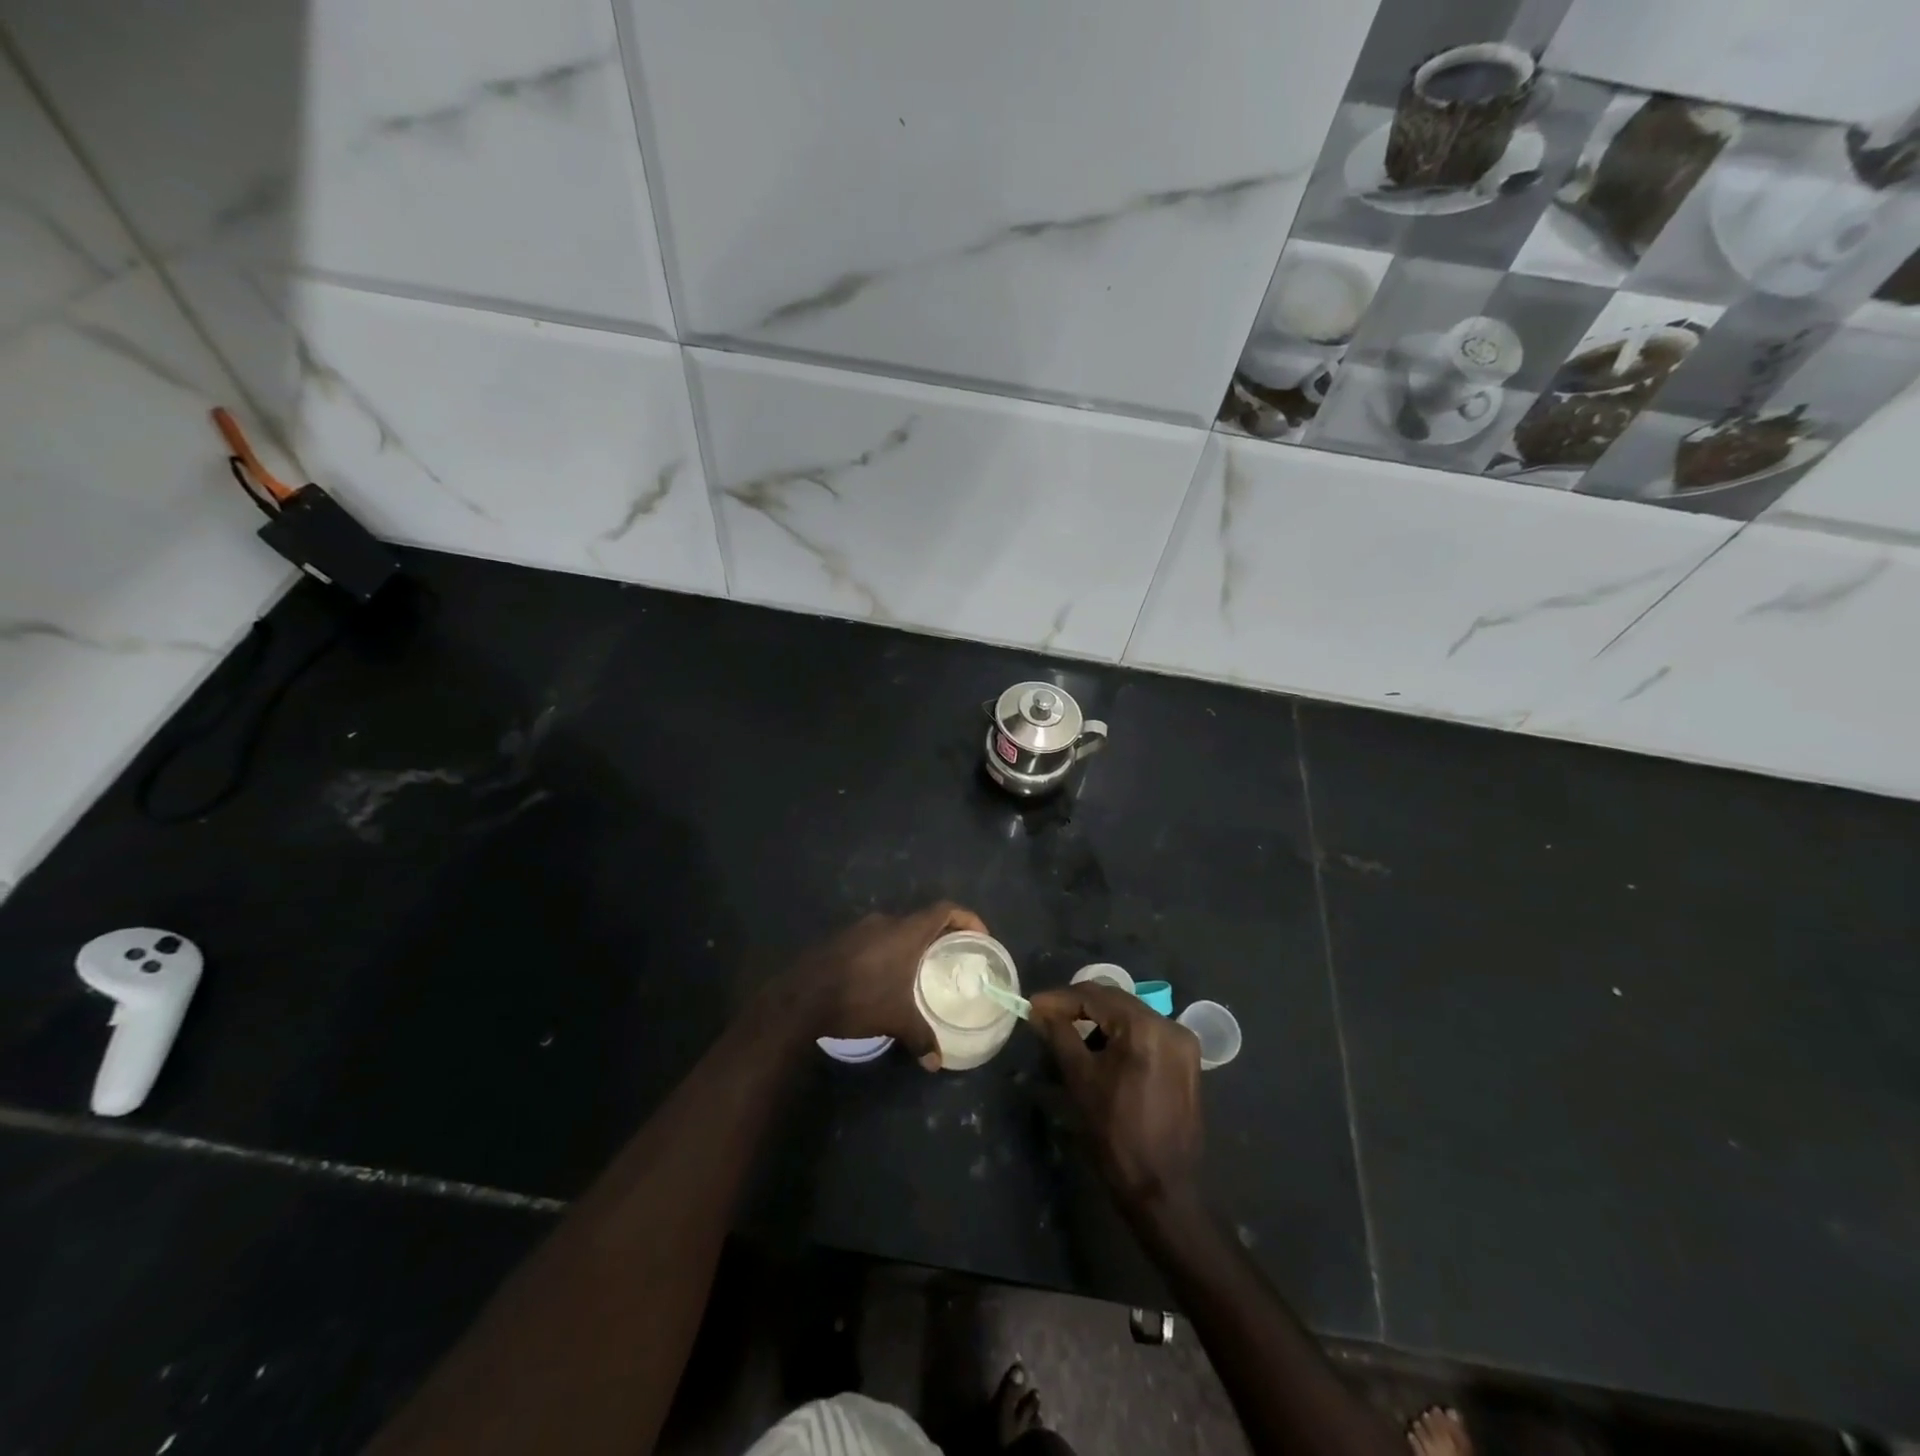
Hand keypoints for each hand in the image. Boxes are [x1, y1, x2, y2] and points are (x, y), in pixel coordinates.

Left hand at [787, 902, 987, 1067]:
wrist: (800, 998)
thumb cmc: (858, 1000)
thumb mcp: (896, 1020)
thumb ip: (921, 1038)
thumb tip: (936, 1062)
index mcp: (906, 932)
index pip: (946, 910)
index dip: (967, 919)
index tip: (980, 937)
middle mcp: (886, 922)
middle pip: (922, 919)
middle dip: (940, 936)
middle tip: (953, 958)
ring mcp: (860, 928)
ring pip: (896, 930)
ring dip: (911, 945)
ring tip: (920, 971)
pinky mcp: (841, 939)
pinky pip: (875, 939)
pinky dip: (888, 952)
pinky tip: (885, 978)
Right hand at [1029, 982, 1203, 1209]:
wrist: (1162, 1190)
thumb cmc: (1116, 1133)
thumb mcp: (1081, 1079)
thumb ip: (1059, 1035)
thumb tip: (1040, 1010)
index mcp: (1146, 1027)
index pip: (1095, 996)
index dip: (1060, 999)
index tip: (1032, 1005)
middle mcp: (1170, 1025)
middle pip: (1115, 1001)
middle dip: (1078, 1006)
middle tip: (1046, 1016)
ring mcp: (1183, 1043)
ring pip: (1130, 1016)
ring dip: (1098, 1021)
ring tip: (1069, 1034)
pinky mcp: (1186, 1062)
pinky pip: (1146, 1034)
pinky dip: (1120, 1036)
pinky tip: (1099, 1051)